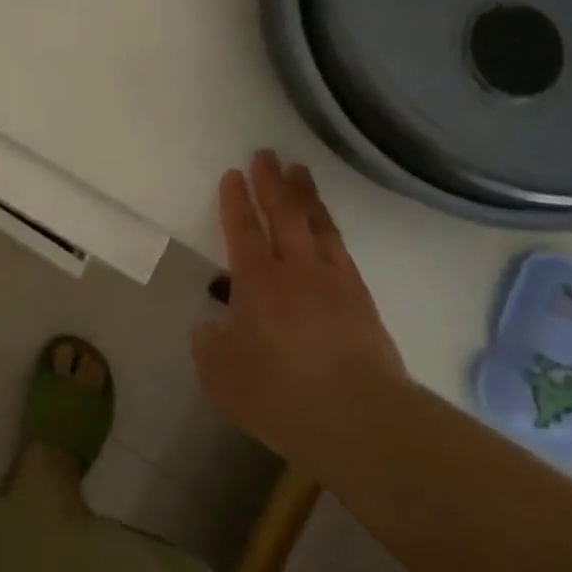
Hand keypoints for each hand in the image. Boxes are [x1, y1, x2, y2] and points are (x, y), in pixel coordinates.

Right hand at [192, 151, 405, 458]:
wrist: (360, 418)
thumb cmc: (280, 394)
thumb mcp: (223, 377)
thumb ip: (210, 346)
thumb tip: (209, 325)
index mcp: (257, 282)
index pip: (243, 229)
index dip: (236, 200)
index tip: (233, 174)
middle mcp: (295, 270)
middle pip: (283, 214)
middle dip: (271, 182)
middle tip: (266, 154)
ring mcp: (333, 280)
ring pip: (317, 224)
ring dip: (305, 195)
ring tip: (299, 170)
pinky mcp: (361, 298)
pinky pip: (341, 248)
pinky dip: (330, 227)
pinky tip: (327, 225)